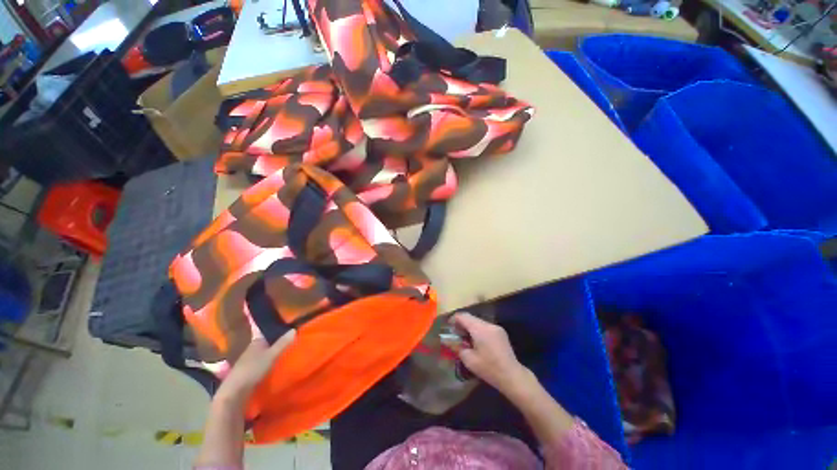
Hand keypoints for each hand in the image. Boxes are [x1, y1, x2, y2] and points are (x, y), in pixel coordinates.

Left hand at [215, 330, 296, 403]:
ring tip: (289, 348)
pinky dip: (271, 359)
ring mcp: (250, 359)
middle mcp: (253, 348)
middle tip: (293, 335)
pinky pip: (263, 360)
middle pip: (267, 340)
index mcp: (256, 341)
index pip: (267, 330)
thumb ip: (282, 343)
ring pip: (265, 351)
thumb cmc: (252, 369)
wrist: (235, 391)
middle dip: (278, 338)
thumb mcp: (271, 355)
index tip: (288, 324)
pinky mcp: (250, 370)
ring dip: (275, 350)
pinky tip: (278, 362)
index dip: (277, 327)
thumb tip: (294, 329)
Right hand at [452, 313, 535, 399]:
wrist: (512, 376)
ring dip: (470, 327)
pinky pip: (485, 327)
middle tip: (455, 335)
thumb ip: (457, 347)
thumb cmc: (489, 368)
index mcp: (480, 329)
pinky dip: (478, 331)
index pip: (463, 316)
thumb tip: (448, 340)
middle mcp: (488, 324)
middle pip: (471, 318)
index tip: (448, 327)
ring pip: (478, 322)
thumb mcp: (469, 360)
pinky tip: (477, 342)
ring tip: (465, 340)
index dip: (454, 319)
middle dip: (462, 324)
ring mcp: (496, 327)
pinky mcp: (501, 333)